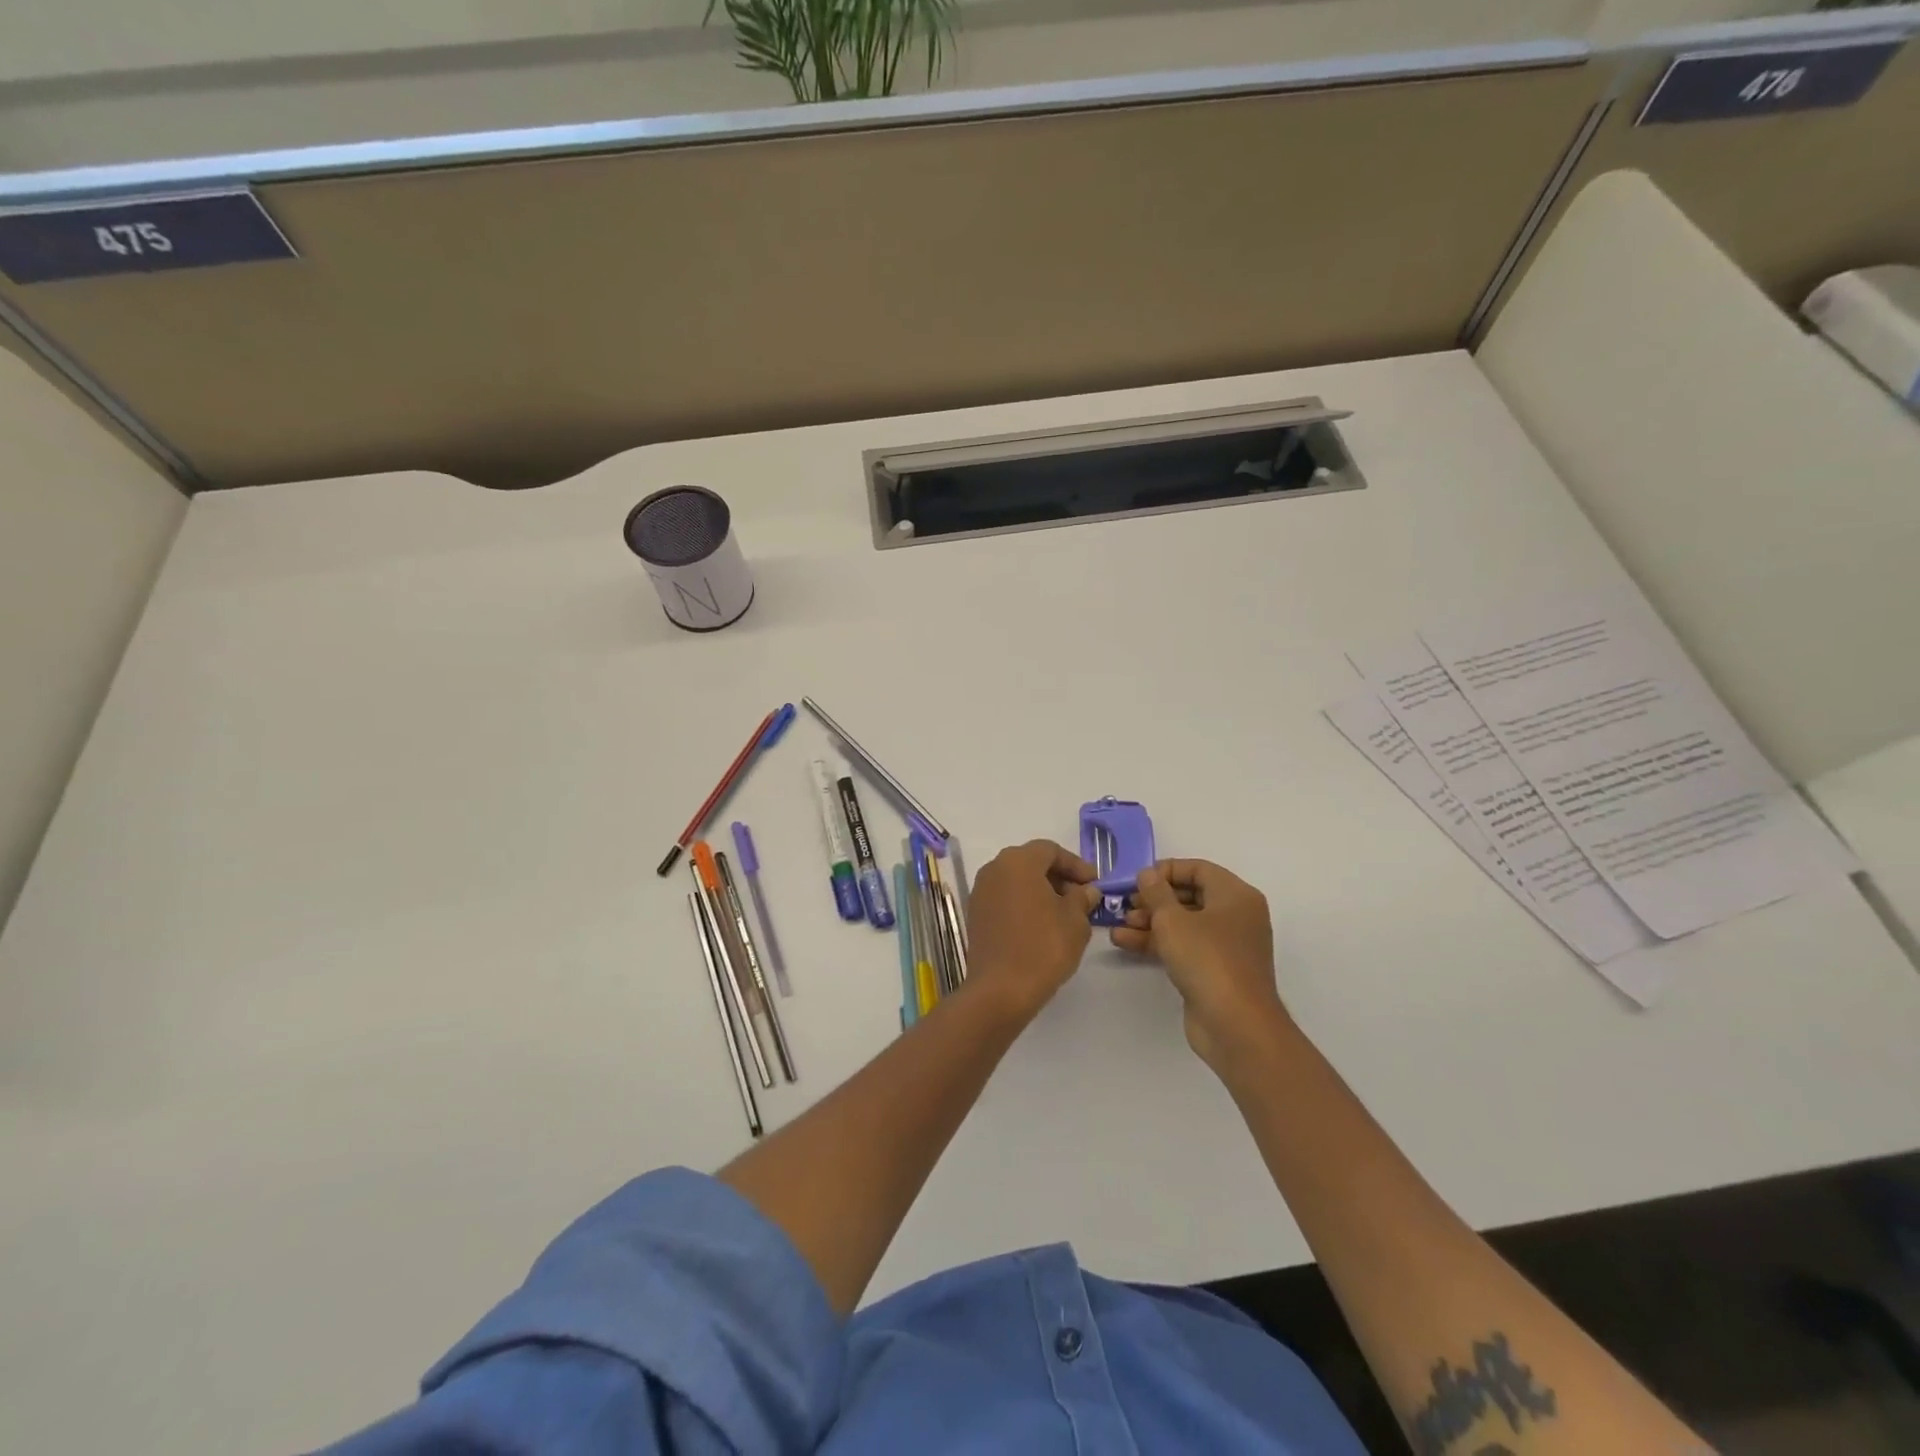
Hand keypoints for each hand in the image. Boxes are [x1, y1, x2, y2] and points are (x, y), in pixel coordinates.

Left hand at [964, 840, 1101, 1019]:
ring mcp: (980, 892)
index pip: (1050, 850)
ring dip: (1041, 891)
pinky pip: (1005, 898)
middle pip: (1031, 862)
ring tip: (1064, 914)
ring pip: (1017, 881)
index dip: (1075, 865)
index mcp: (1018, 862)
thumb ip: (1082, 899)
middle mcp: (994, 869)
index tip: (1093, 884)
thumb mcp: (1075, 921)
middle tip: (1081, 898)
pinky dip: (1024, 904)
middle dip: (1058, 877)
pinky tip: (1041, 926)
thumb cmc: (1043, 947)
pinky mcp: (976, 914)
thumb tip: (1086, 890)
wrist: (1000, 989)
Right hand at [1111, 859, 1290, 1069]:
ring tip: (1119, 924)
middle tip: (1126, 903)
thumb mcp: (1173, 920)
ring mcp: (1226, 946)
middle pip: (1190, 896)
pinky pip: (1183, 946)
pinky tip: (1125, 942)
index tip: (1138, 879)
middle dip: (1154, 898)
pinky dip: (1157, 942)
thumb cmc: (1207, 960)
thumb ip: (1156, 892)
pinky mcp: (1214, 971)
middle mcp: (1235, 916)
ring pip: (1184, 923)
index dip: (1166, 870)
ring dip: (1150, 921)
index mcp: (1235, 896)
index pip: (1199, 869)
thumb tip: (1148, 874)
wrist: (1236, 1025)